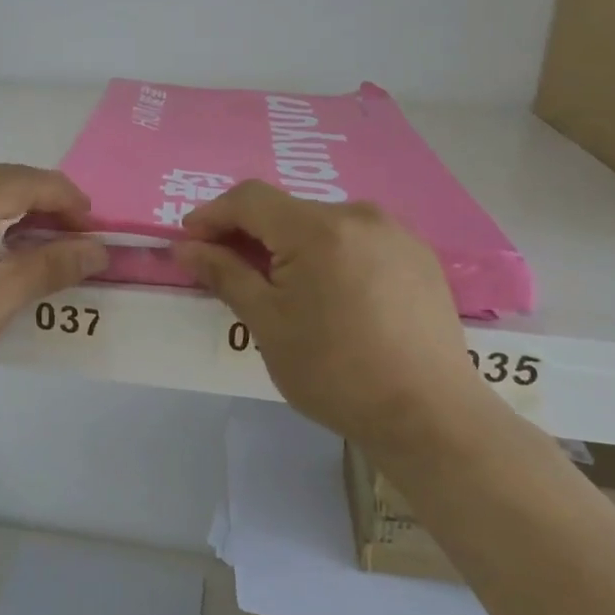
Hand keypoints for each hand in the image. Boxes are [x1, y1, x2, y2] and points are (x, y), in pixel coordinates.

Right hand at [174, 183, 477, 444]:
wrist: (429, 416)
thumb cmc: (334, 371)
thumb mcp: (267, 324)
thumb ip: (225, 274)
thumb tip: (185, 246)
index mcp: (318, 229)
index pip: (250, 198)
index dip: (213, 214)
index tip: (190, 241)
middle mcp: (360, 216)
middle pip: (287, 210)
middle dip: (251, 233)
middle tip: (230, 270)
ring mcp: (396, 233)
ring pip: (323, 224)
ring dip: (291, 244)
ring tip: (282, 288)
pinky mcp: (419, 256)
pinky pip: (357, 240)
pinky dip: (329, 255)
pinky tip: (331, 295)